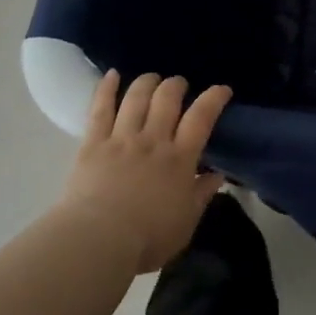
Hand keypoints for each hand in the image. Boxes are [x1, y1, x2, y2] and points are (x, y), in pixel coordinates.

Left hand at [56, 71, 232, 273]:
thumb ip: (201, 195)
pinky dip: (106, 88)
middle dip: (176, 85)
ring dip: (147, 82)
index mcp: (180, 160)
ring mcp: (122, 139)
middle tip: (180, 84)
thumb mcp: (186, 223)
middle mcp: (153, 141)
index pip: (201, 118)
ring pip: (136, 97)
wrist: (99, 240)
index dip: (214, 98)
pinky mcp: (93, 144)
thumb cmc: (148, 238)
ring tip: (152, 78)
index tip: (222, 89)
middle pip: (167, 99)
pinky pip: (100, 109)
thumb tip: (217, 175)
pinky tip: (112, 74)